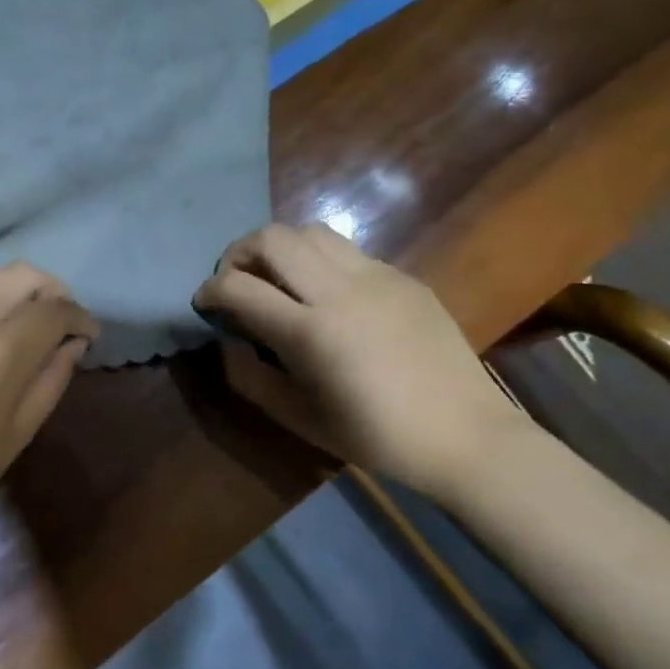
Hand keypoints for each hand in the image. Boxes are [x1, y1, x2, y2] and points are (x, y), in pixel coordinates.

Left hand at [0, 263, 98, 536]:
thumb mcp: (19, 431)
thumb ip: (52, 378)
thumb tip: (71, 345)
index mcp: (0, 346)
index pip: (54, 309)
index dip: (80, 317)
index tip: (89, 334)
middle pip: (20, 275)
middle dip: (50, 290)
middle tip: (58, 318)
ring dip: (9, 286)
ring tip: (17, 315)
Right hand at [193, 224, 528, 500]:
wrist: (465, 435)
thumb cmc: (375, 437)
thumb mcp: (299, 419)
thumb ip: (251, 377)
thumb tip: (228, 341)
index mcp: (311, 333)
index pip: (239, 287)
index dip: (209, 290)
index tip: (204, 303)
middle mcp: (340, 291)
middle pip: (272, 238)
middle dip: (239, 253)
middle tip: (236, 281)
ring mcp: (377, 277)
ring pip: (310, 231)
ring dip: (281, 248)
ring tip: (278, 279)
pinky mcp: (403, 277)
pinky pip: (348, 251)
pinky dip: (320, 261)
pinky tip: (327, 294)